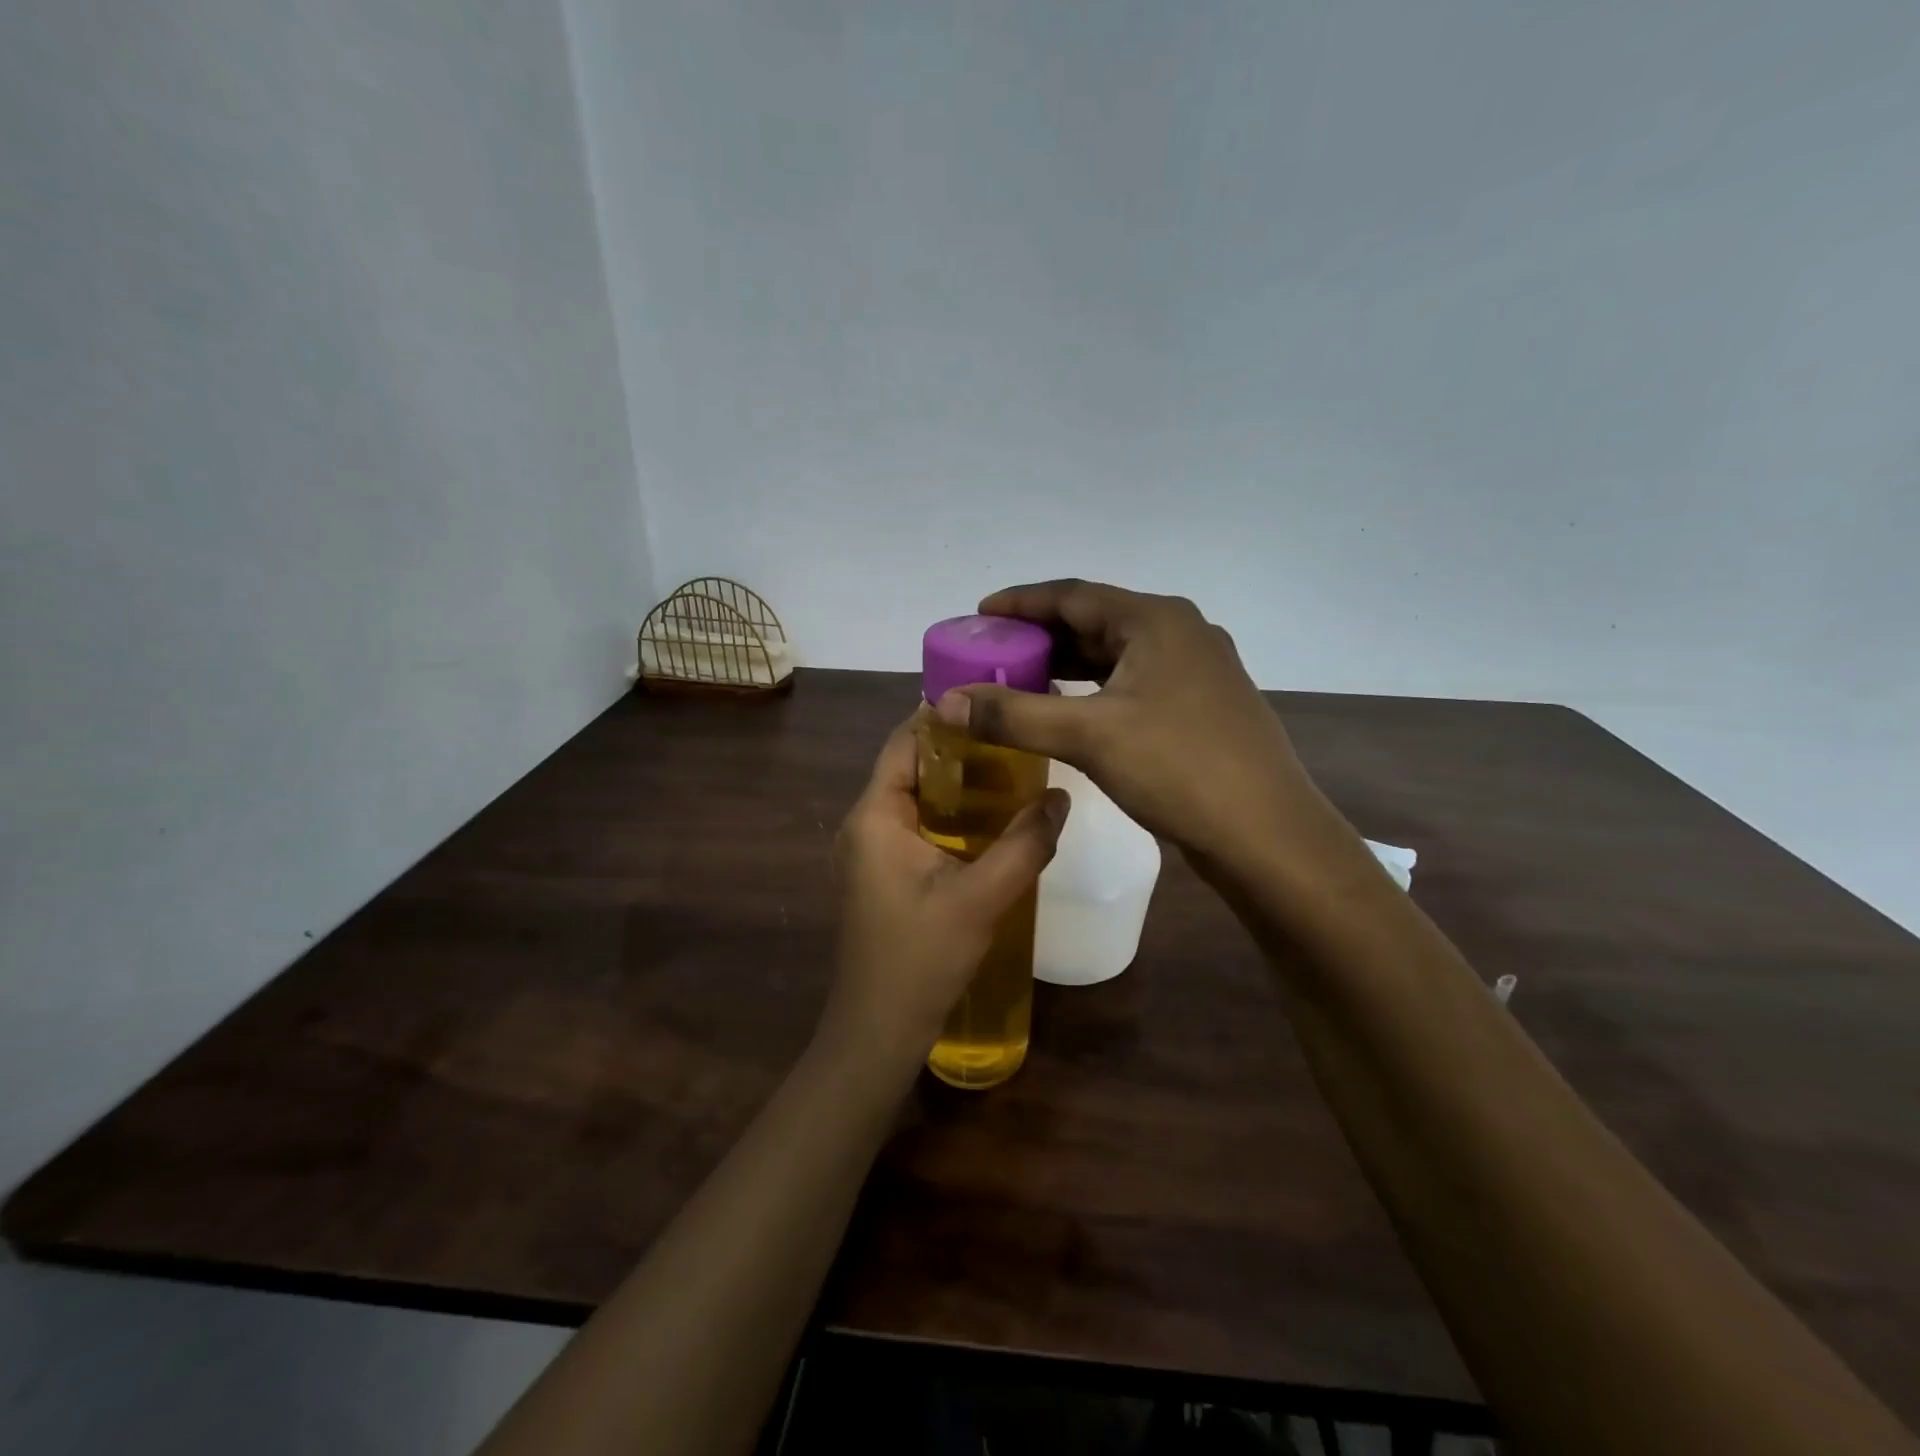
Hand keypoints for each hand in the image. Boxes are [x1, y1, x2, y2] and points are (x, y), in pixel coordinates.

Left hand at [816, 711, 1069, 1081]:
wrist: (877, 1031)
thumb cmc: (920, 959)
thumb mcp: (981, 898)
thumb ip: (1024, 844)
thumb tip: (1061, 797)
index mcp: (874, 815)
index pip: (905, 741)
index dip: (946, 716)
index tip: (996, 701)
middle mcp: (864, 824)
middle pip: (911, 766)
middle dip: (961, 750)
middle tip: (1017, 738)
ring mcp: (869, 852)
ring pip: (916, 798)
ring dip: (958, 785)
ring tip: (1014, 772)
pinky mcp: (881, 875)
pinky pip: (916, 826)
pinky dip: (951, 816)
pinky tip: (991, 823)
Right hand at [937, 580, 1348, 871]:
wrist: (1266, 835)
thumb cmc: (1178, 768)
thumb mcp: (1089, 736)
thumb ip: (1013, 715)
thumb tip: (945, 703)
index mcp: (1157, 620)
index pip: (1074, 594)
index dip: (1022, 602)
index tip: (980, 613)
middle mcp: (1180, 633)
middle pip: (1096, 621)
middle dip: (1042, 636)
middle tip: (993, 653)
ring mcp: (1196, 671)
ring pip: (1117, 654)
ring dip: (1068, 665)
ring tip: (1020, 680)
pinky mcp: (1201, 706)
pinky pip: (1134, 683)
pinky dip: (1095, 690)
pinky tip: (1070, 711)